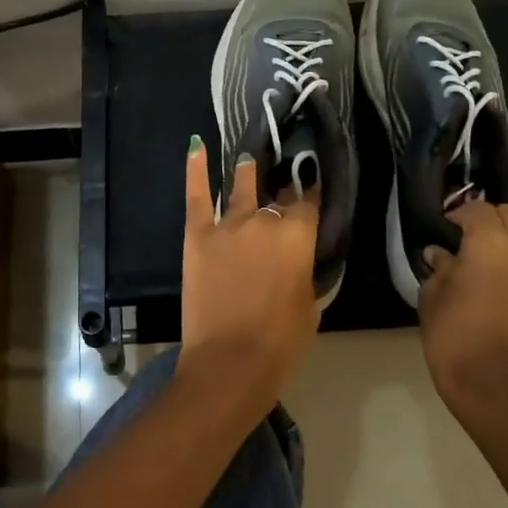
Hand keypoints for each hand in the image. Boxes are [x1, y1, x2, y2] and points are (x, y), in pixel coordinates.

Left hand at [178, 137, 320, 410]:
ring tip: (249, 159)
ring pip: (240, 188)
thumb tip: (300, 255)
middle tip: (283, 186)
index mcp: (297, 237)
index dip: (311, 195)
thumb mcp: (310, 305)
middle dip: (282, 192)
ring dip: (247, 172)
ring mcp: (227, 225)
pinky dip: (195, 169)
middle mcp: (264, 221)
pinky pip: (197, 195)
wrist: (229, 362)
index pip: (308, 204)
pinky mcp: (197, 234)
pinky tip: (196, 145)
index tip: (312, 185)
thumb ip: (305, 271)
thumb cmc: (280, 342)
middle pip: (275, 198)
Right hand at [419, 200, 507, 421]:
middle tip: (473, 227)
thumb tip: (441, 255)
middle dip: (492, 215)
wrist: (493, 387)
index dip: (459, 212)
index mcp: (488, 243)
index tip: (445, 224)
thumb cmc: (453, 338)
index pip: (477, 210)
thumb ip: (439, 270)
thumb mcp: (432, 298)